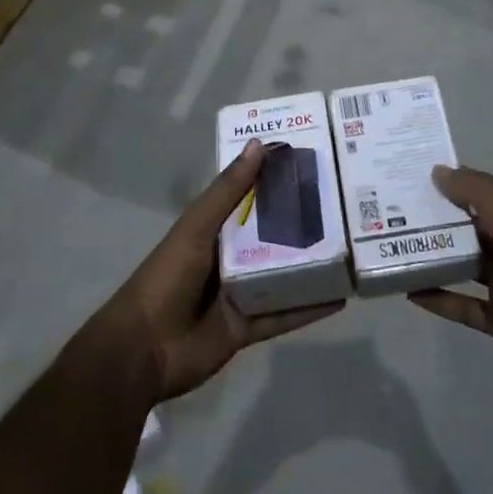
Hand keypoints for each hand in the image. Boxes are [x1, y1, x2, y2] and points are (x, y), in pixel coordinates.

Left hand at [101, 139, 342, 402]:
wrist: (144, 348)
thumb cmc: (168, 276)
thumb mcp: (197, 226)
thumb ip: (228, 190)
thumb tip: (259, 145)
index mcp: (213, 229)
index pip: (250, 198)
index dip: (275, 181)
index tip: (310, 164)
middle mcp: (228, 257)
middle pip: (271, 237)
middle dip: (300, 224)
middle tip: (342, 207)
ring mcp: (239, 294)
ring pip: (282, 276)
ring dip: (309, 266)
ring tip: (348, 251)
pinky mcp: (247, 328)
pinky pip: (283, 315)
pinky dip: (308, 309)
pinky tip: (339, 299)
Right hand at [411, 167, 492, 412]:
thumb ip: (479, 193)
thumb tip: (439, 171)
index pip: (477, 195)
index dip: (448, 184)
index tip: (410, 176)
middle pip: (466, 230)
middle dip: (434, 221)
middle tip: (391, 213)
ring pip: (461, 267)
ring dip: (432, 258)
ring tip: (394, 249)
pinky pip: (462, 306)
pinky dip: (438, 299)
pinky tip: (410, 294)